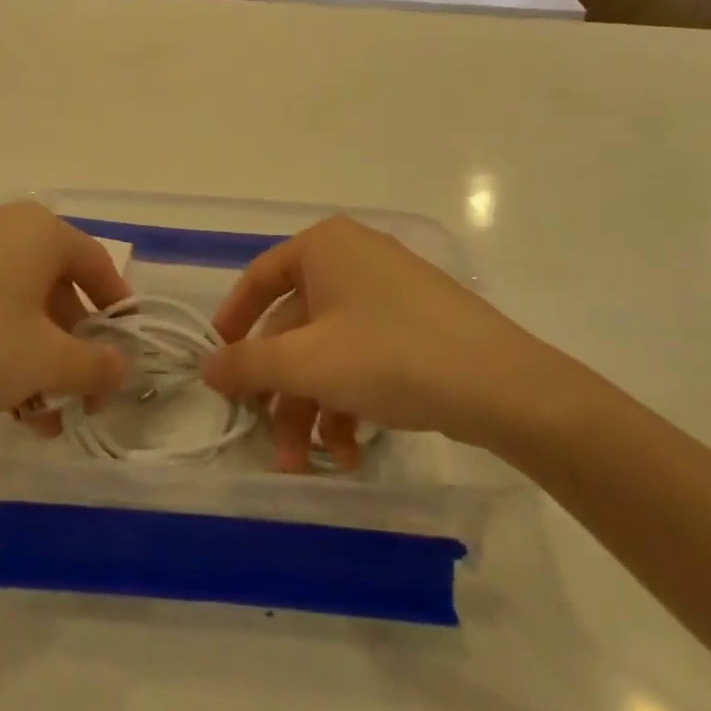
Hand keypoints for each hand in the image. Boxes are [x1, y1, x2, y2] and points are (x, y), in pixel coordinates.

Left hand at [0, 203, 129, 434]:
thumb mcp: (46, 362)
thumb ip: (95, 365)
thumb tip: (120, 367)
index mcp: (39, 231)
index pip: (97, 264)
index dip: (116, 311)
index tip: (121, 355)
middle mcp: (2, 224)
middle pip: (56, 286)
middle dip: (71, 347)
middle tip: (77, 396)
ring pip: (17, 301)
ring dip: (36, 356)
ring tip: (37, 416)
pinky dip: (0, 343)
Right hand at [204, 216, 580, 467]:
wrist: (503, 386)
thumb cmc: (390, 355)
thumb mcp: (307, 363)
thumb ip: (248, 364)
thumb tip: (207, 367)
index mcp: (324, 246)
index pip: (259, 279)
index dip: (232, 323)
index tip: (218, 366)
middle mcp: (354, 258)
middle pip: (295, 327)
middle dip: (281, 392)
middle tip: (270, 442)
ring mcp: (389, 292)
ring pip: (329, 349)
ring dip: (313, 408)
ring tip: (312, 464)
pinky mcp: (416, 325)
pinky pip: (364, 356)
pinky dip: (349, 401)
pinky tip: (352, 452)